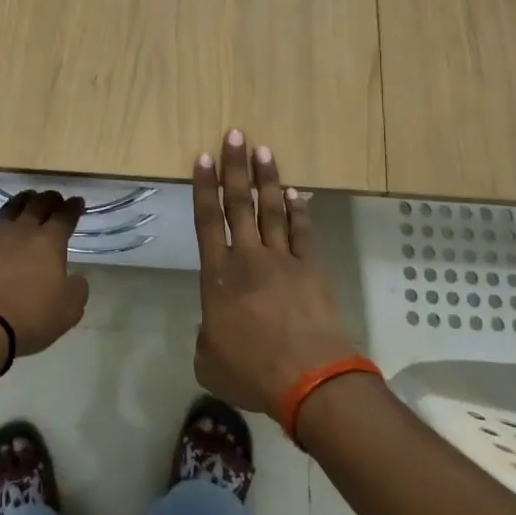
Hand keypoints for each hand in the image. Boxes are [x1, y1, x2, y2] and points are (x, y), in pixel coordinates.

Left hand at [0, 190, 90, 355]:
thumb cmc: (31, 317)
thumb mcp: (69, 310)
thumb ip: (77, 289)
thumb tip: (76, 278)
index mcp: (50, 242)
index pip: (65, 216)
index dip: (73, 207)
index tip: (78, 201)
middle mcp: (22, 231)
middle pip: (38, 205)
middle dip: (49, 198)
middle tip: (54, 197)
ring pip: (9, 210)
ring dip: (21, 202)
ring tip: (26, 200)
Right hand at [192, 131, 358, 413]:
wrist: (309, 379)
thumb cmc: (252, 371)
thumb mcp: (209, 361)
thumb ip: (206, 337)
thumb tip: (213, 328)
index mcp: (218, 276)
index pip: (208, 221)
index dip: (205, 188)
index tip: (204, 158)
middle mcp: (249, 258)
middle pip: (239, 204)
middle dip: (235, 168)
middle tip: (234, 135)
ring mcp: (283, 260)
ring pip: (271, 210)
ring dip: (266, 179)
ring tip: (262, 150)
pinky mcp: (311, 269)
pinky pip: (303, 232)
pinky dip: (298, 210)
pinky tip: (295, 192)